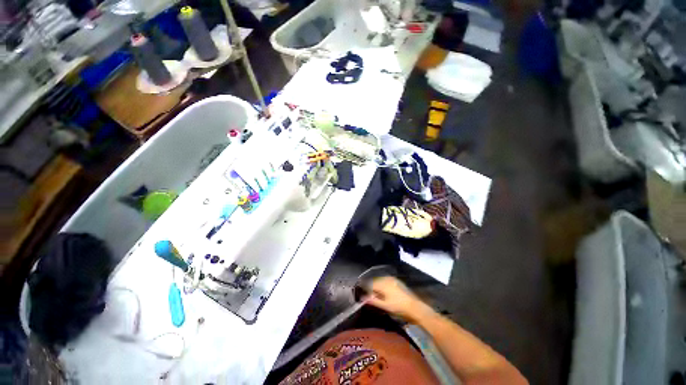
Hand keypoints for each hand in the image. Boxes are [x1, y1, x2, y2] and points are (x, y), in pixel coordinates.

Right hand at [363, 276, 432, 322]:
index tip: (361, 292)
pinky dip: (382, 283)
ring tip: (374, 291)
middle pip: (375, 280)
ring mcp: (392, 279)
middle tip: (367, 292)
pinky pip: (386, 280)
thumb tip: (363, 298)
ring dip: (376, 284)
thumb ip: (373, 300)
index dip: (365, 287)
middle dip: (370, 285)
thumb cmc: (399, 307)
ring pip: (380, 280)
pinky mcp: (397, 281)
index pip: (370, 284)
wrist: (415, 307)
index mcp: (383, 284)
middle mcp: (387, 279)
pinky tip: (382, 290)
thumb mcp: (385, 306)